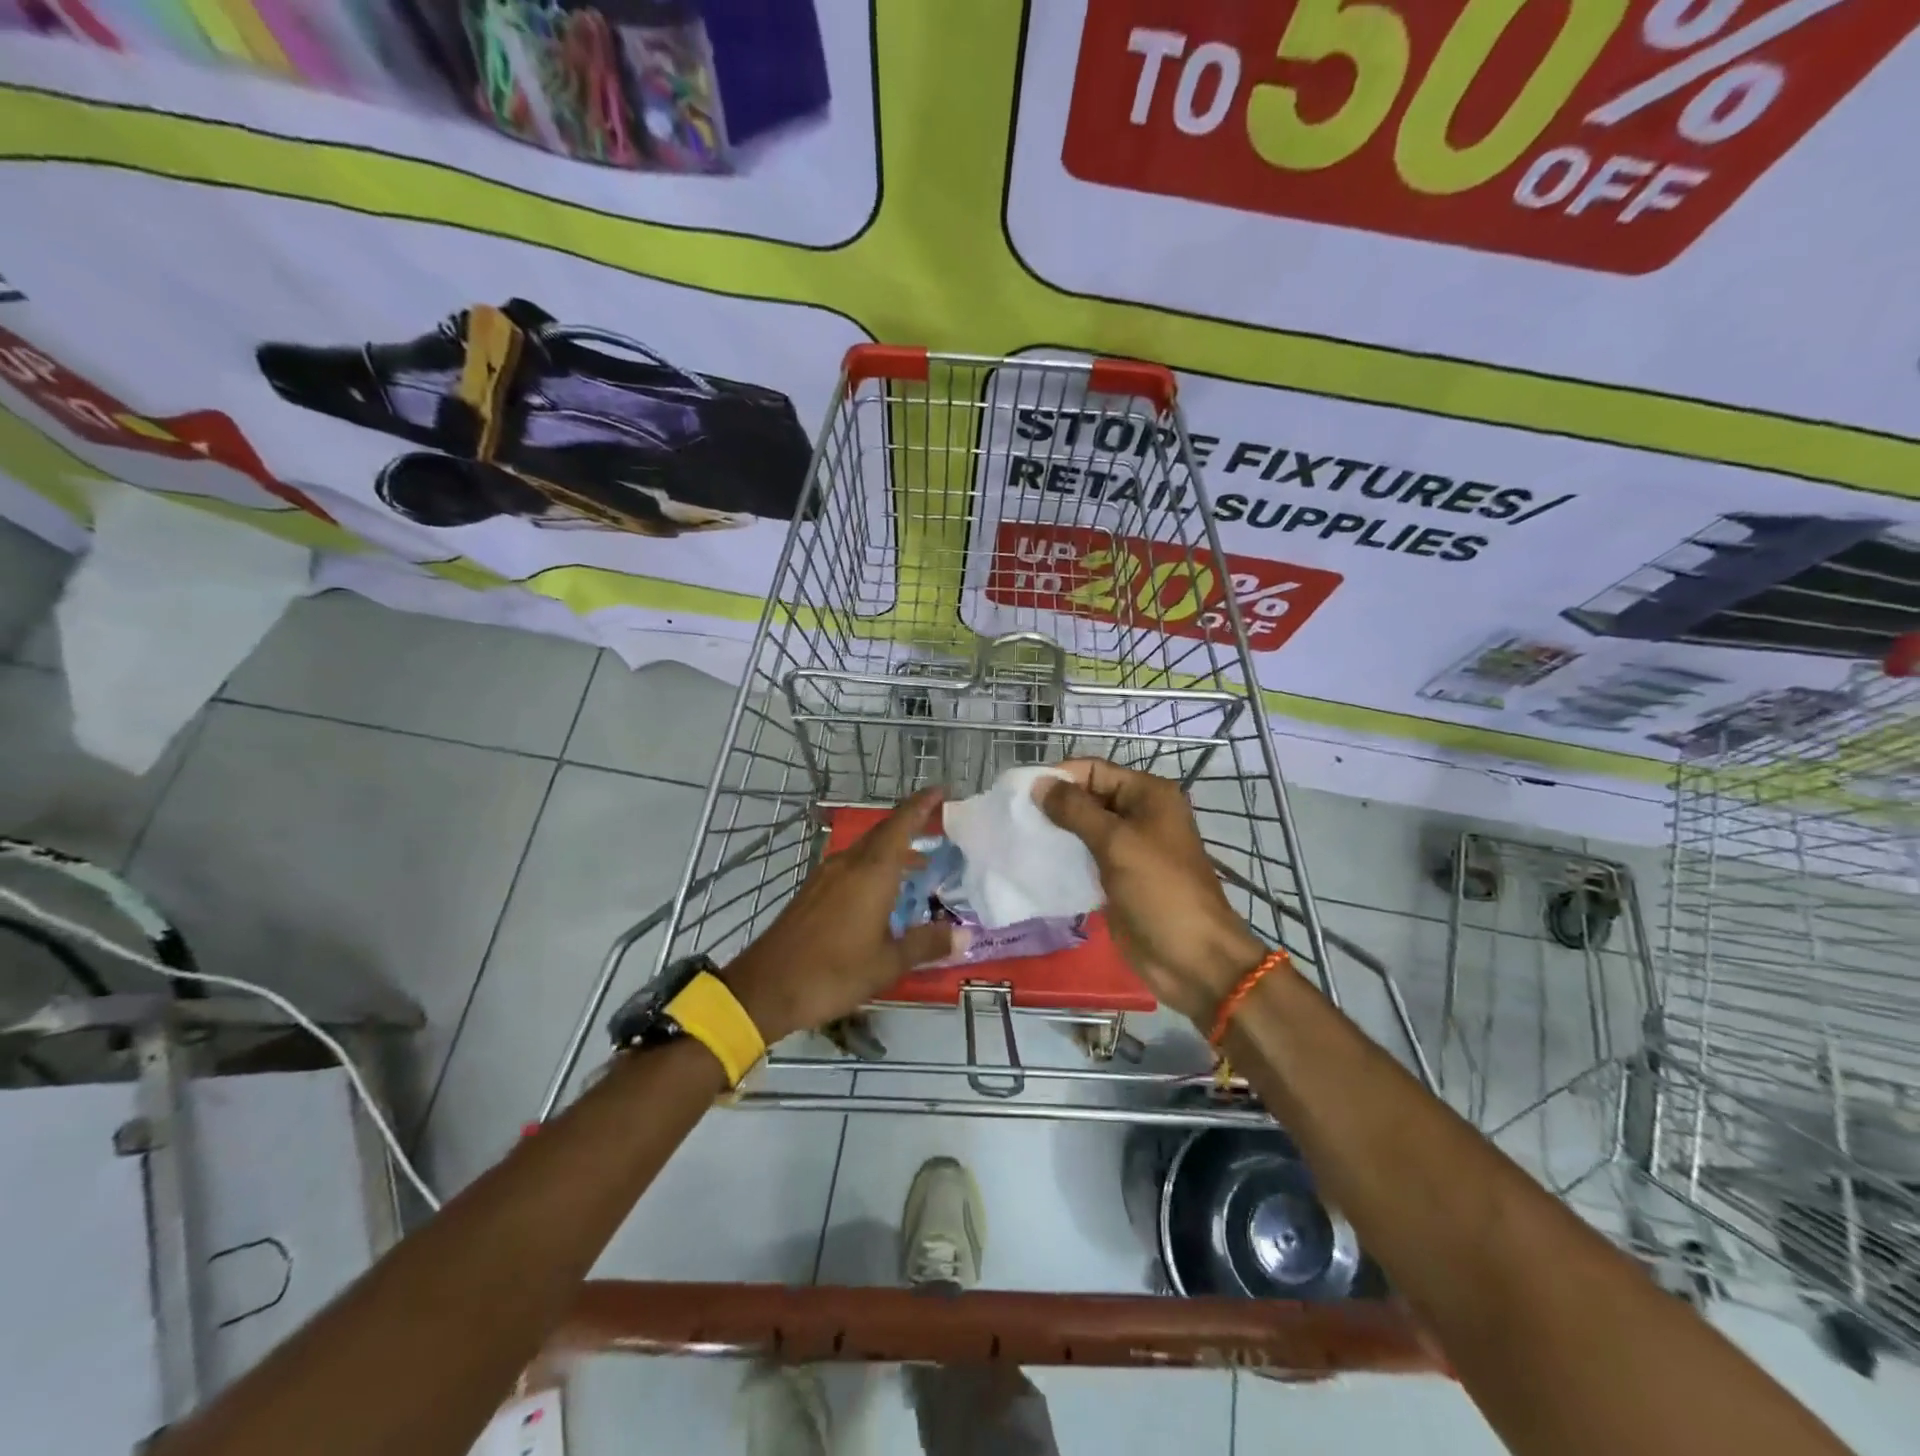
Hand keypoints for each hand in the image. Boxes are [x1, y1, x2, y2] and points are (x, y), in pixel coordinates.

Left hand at [722, 788, 959, 1041]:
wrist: (766, 988)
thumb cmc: (833, 973)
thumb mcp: (887, 963)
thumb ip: (926, 944)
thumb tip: (964, 936)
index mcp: (871, 873)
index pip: (901, 824)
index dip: (923, 804)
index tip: (942, 790)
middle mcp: (849, 865)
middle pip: (884, 833)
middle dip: (911, 824)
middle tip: (939, 825)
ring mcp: (827, 876)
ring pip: (866, 850)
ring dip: (893, 850)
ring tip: (918, 863)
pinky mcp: (813, 892)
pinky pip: (852, 866)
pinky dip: (874, 867)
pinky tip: (882, 891)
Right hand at [1037, 759, 1271, 1024]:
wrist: (1192, 958)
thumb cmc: (1159, 890)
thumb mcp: (1116, 843)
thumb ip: (1075, 810)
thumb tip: (1039, 784)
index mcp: (1148, 795)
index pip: (1095, 770)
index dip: (1060, 776)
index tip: (1021, 792)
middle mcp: (1140, 814)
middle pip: (1088, 796)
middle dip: (1054, 804)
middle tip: (1014, 816)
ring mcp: (1129, 847)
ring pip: (1084, 827)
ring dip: (1055, 831)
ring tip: (1019, 836)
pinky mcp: (1118, 876)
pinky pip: (1085, 856)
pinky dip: (1063, 856)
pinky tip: (1035, 861)